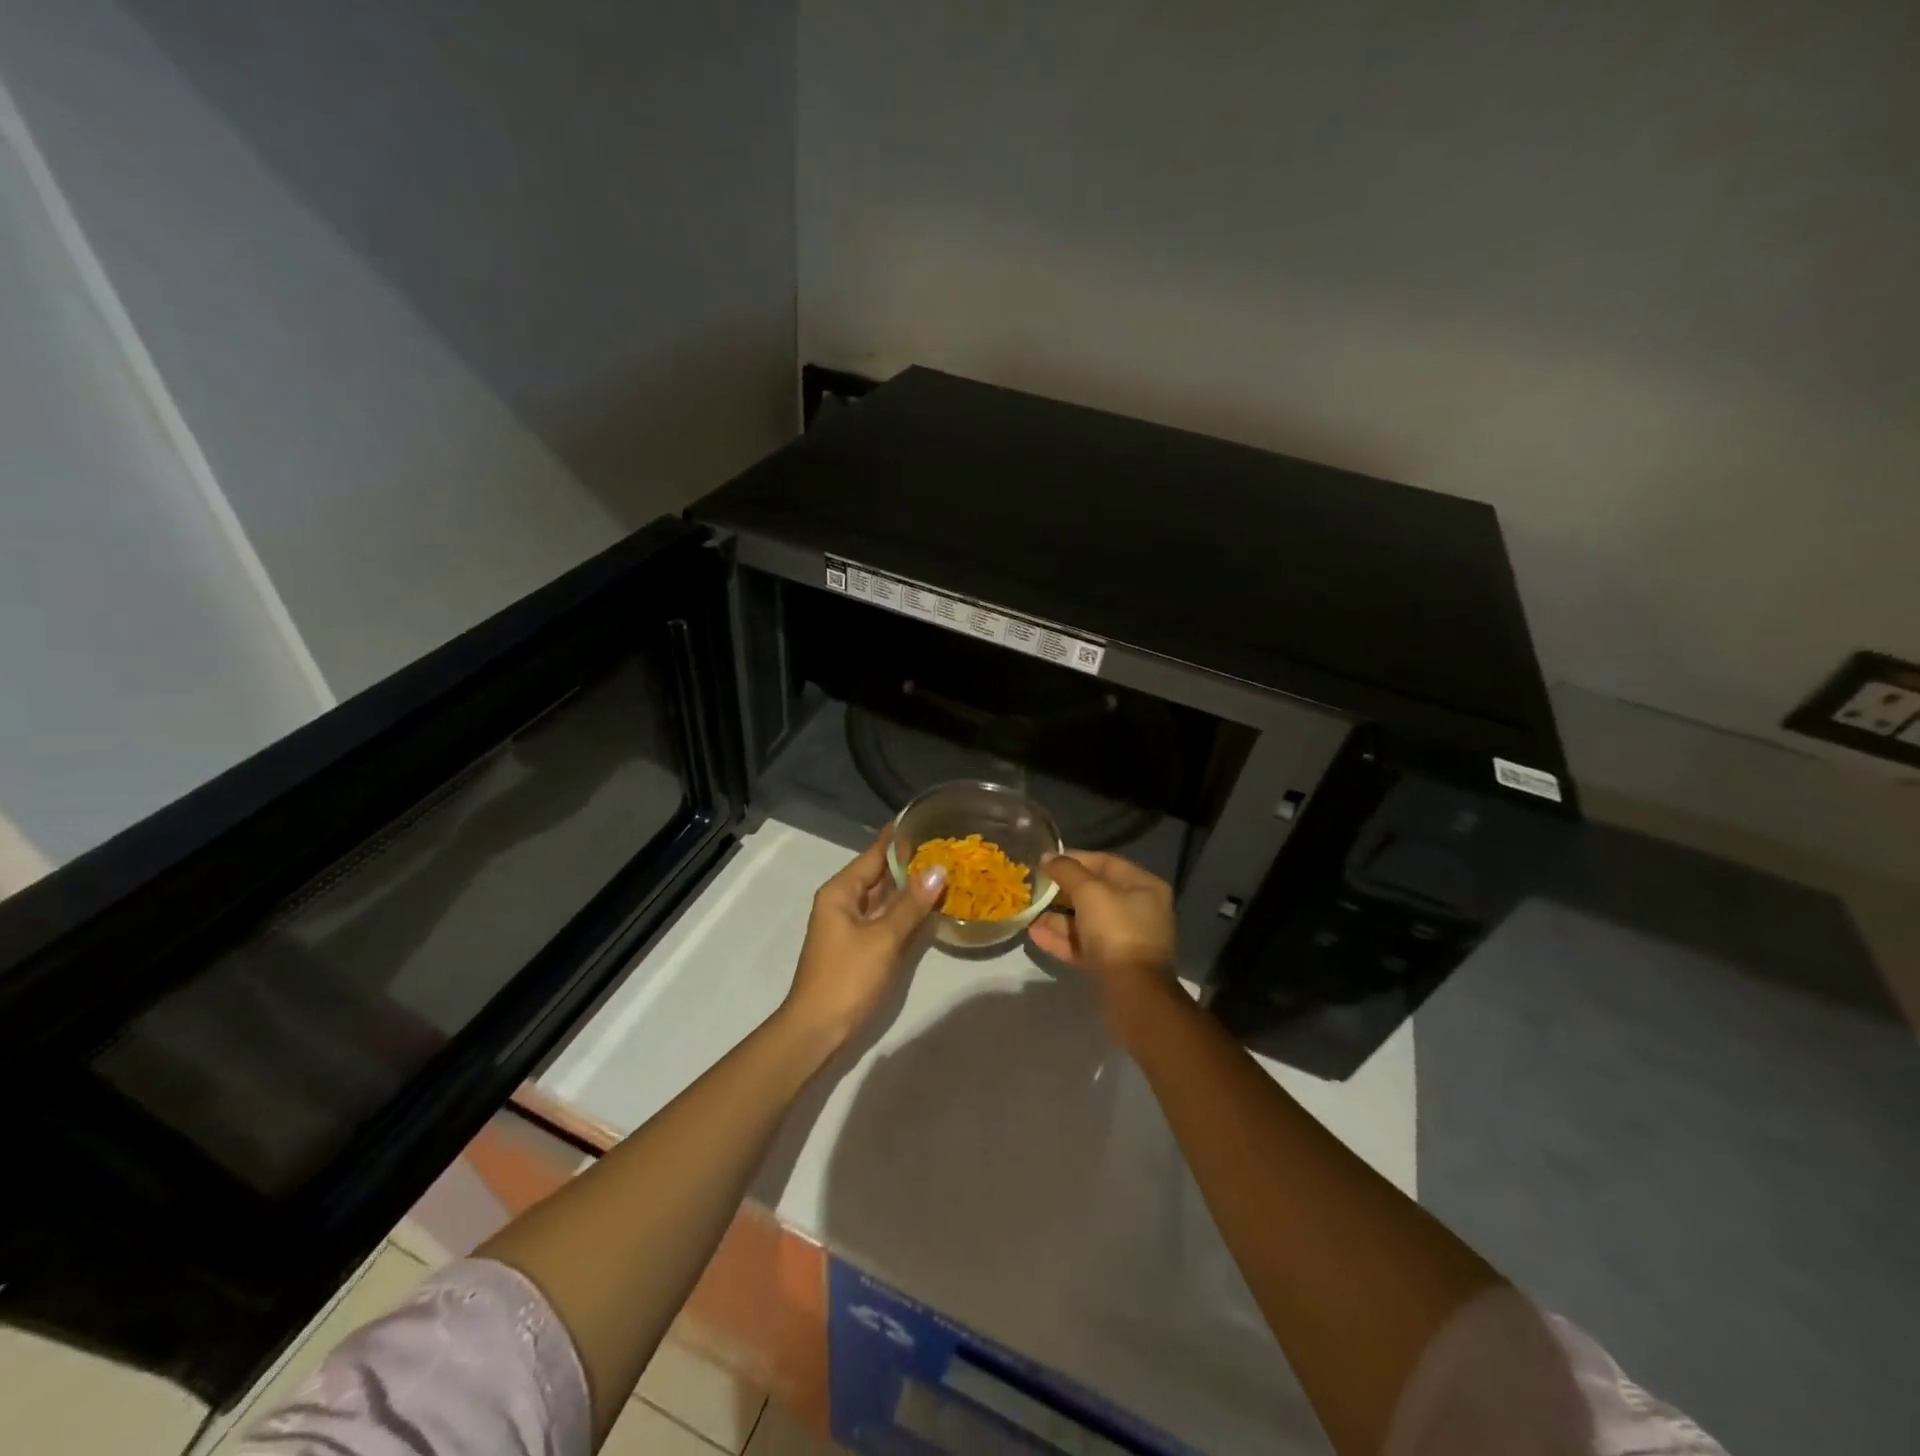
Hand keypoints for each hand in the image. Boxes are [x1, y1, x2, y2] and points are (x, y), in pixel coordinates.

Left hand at [782, 830, 945, 1047]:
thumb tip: (938, 869)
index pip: (875, 853)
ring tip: (948, 867)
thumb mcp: (883, 938)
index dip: (900, 837)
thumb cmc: (847, 977)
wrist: (818, 1030)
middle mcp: (845, 902)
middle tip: (949, 844)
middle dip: (912, 861)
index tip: (926, 817)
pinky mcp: (862, 946)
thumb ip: (911, 904)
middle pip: (881, 873)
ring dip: (913, 886)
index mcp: (841, 891)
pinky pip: (888, 918)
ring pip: (886, 897)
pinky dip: (908, 911)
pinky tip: (934, 905)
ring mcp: (853, 925)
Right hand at [1029, 851, 1181, 1038]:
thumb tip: (1048, 857)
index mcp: (1143, 886)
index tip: (1045, 862)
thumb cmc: (1116, 930)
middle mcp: (1138, 910)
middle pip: (1095, 892)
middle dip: (1062, 891)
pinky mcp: (1113, 965)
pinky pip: (1085, 944)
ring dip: (1057, 917)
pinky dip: (1062, 939)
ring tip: (1028, 913)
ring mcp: (1126, 939)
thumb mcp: (1089, 892)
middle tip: (1033, 888)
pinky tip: (1035, 935)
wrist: (1133, 994)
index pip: (1105, 862)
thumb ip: (1067, 871)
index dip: (1074, 859)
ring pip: (1087, 921)